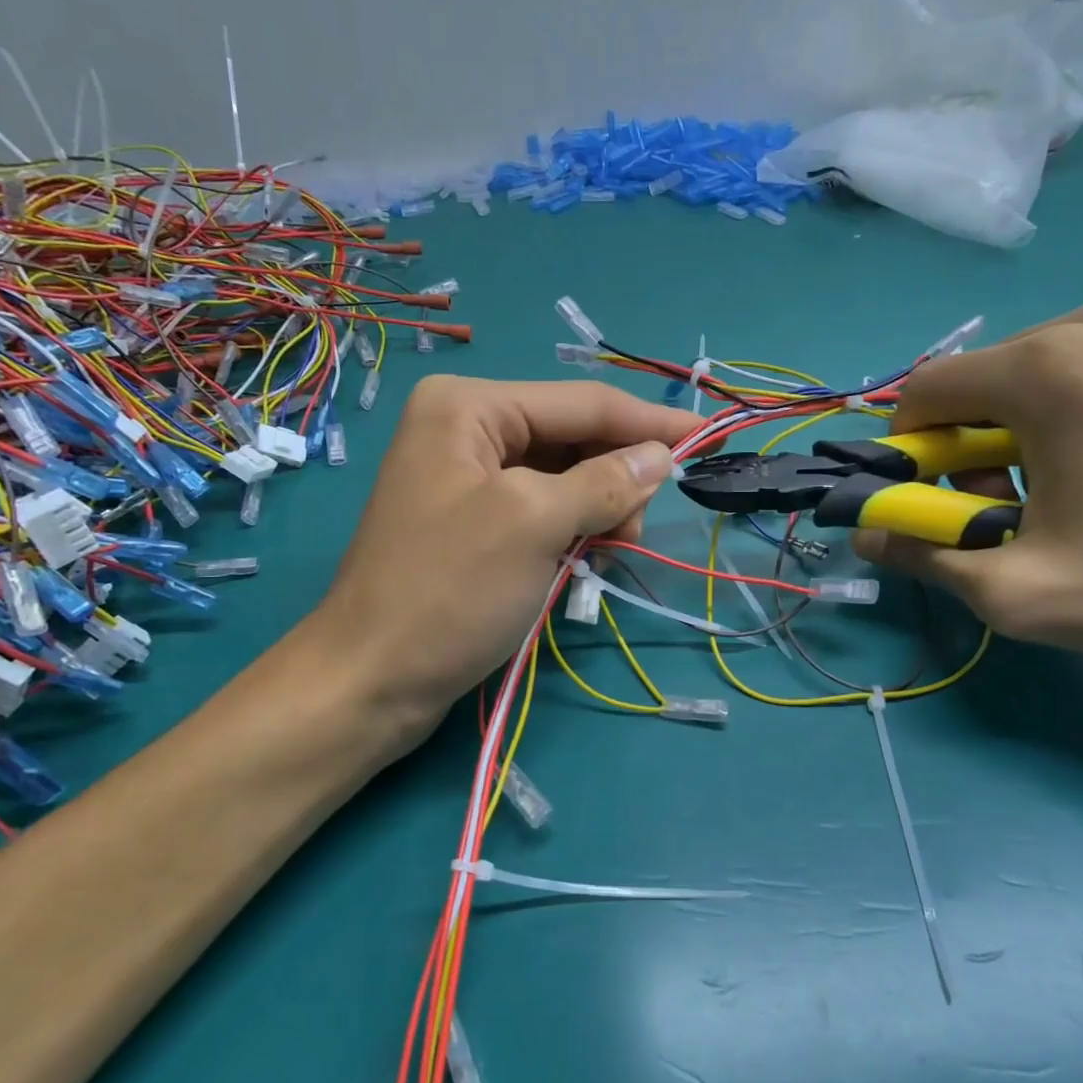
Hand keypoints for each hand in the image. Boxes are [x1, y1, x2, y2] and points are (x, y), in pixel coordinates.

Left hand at [309, 375, 696, 753]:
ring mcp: (464, 478)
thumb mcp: (534, 524)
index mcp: (469, 407)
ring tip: (607, 549)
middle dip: (615, 475)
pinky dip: (569, 530)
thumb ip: (604, 481)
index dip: (650, 422)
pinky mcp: (470, 523)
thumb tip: (661, 456)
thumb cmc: (449, 591)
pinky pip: (539, 510)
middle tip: (637, 528)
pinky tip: (581, 557)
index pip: (581, 402)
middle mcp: (464, 429)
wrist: (371, 680)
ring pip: (560, 477)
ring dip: (596, 508)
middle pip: (570, 437)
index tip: (710, 437)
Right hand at [855, 284, 1082, 682]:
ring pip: (1059, 368)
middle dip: (981, 447)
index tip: (943, 505)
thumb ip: (923, 557)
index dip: (912, 451)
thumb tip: (867, 537)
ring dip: (1042, 428)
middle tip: (1025, 514)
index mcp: (1051, 366)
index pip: (927, 390)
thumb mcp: (1022, 595)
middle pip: (992, 380)